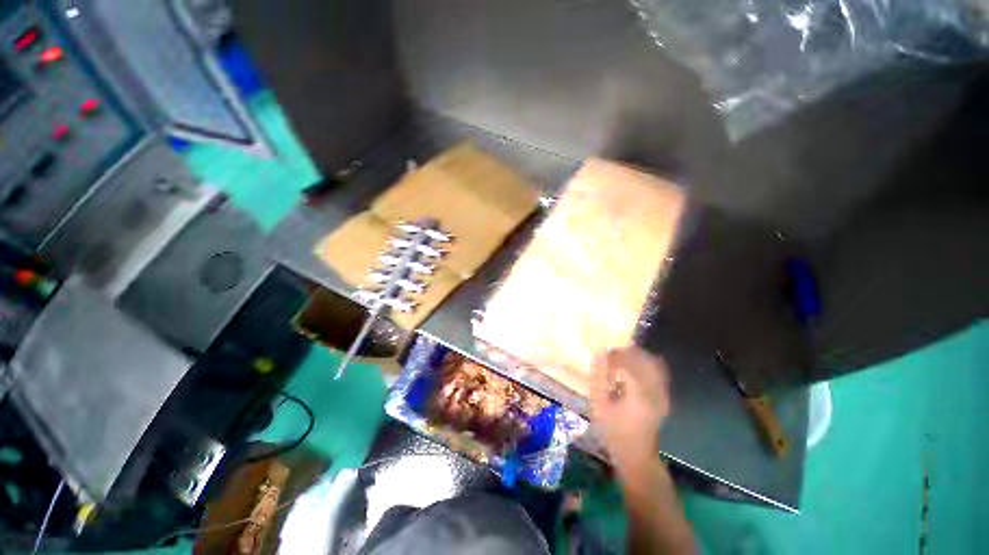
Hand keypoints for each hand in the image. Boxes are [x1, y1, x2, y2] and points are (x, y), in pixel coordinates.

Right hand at [590, 347, 670, 467]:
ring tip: (622, 360)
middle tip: (612, 354)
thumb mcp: (600, 406)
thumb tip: (598, 354)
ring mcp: (662, 393)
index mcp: (638, 392)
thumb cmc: (614, 432)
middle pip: (644, 359)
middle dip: (627, 352)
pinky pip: (658, 372)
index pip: (628, 361)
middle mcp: (654, 389)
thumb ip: (598, 378)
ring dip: (637, 357)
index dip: (615, 354)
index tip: (603, 354)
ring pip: (653, 363)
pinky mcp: (664, 397)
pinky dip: (646, 365)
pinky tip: (633, 369)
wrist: (637, 456)